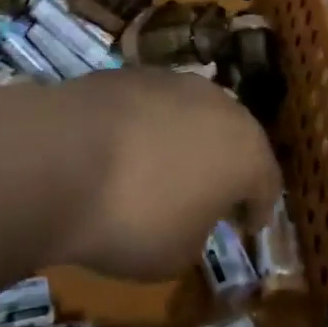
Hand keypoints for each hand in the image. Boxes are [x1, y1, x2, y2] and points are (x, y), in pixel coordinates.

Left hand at [43, 69, 282, 280]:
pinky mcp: (130, 72)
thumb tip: (191, 214)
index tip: (247, 226)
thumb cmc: (134, 218)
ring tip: (164, 167)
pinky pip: (152, 105)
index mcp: (246, 150)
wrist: (61, 158)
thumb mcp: (177, 254)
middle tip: (211, 193)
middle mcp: (218, 104)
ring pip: (193, 113)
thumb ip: (198, 232)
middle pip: (233, 137)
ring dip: (186, 139)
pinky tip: (126, 148)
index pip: (267, 182)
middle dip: (225, 164)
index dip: (258, 208)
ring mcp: (172, 81)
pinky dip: (148, 126)